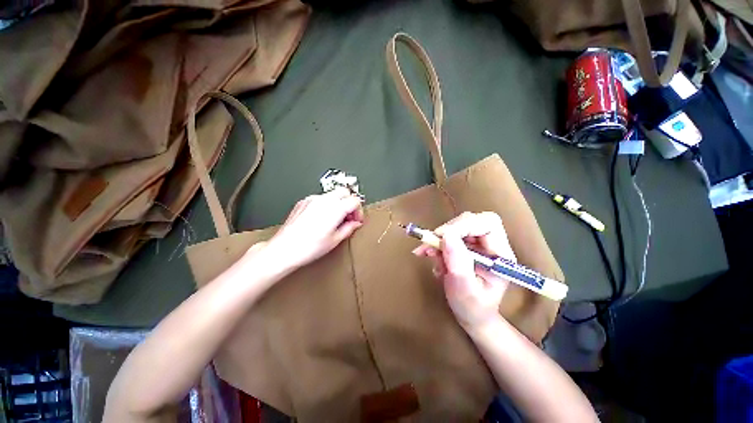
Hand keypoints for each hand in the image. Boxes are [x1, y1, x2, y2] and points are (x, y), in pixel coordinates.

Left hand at [266, 188, 363, 270]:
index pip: (355, 201)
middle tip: (349, 217)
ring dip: (339, 203)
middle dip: (350, 203)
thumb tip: (355, 223)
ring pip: (333, 194)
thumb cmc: (308, 248)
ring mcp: (312, 199)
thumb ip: (349, 228)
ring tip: (336, 219)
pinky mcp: (303, 202)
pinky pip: (321, 198)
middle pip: (345, 192)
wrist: (284, 249)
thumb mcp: (334, 240)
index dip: (359, 211)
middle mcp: (324, 200)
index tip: (357, 220)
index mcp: (335, 209)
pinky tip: (323, 218)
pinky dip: (327, 204)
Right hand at [412, 212, 515, 330]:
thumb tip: (446, 235)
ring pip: (457, 227)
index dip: (464, 225)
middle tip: (431, 245)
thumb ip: (458, 263)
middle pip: (471, 221)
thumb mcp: (464, 289)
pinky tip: (428, 255)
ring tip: (428, 254)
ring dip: (439, 238)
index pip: (488, 224)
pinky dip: (435, 242)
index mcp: (500, 255)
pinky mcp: (464, 246)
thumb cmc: (473, 307)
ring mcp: (476, 244)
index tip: (442, 236)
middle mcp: (490, 245)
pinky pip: (448, 235)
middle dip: (449, 230)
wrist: (472, 315)